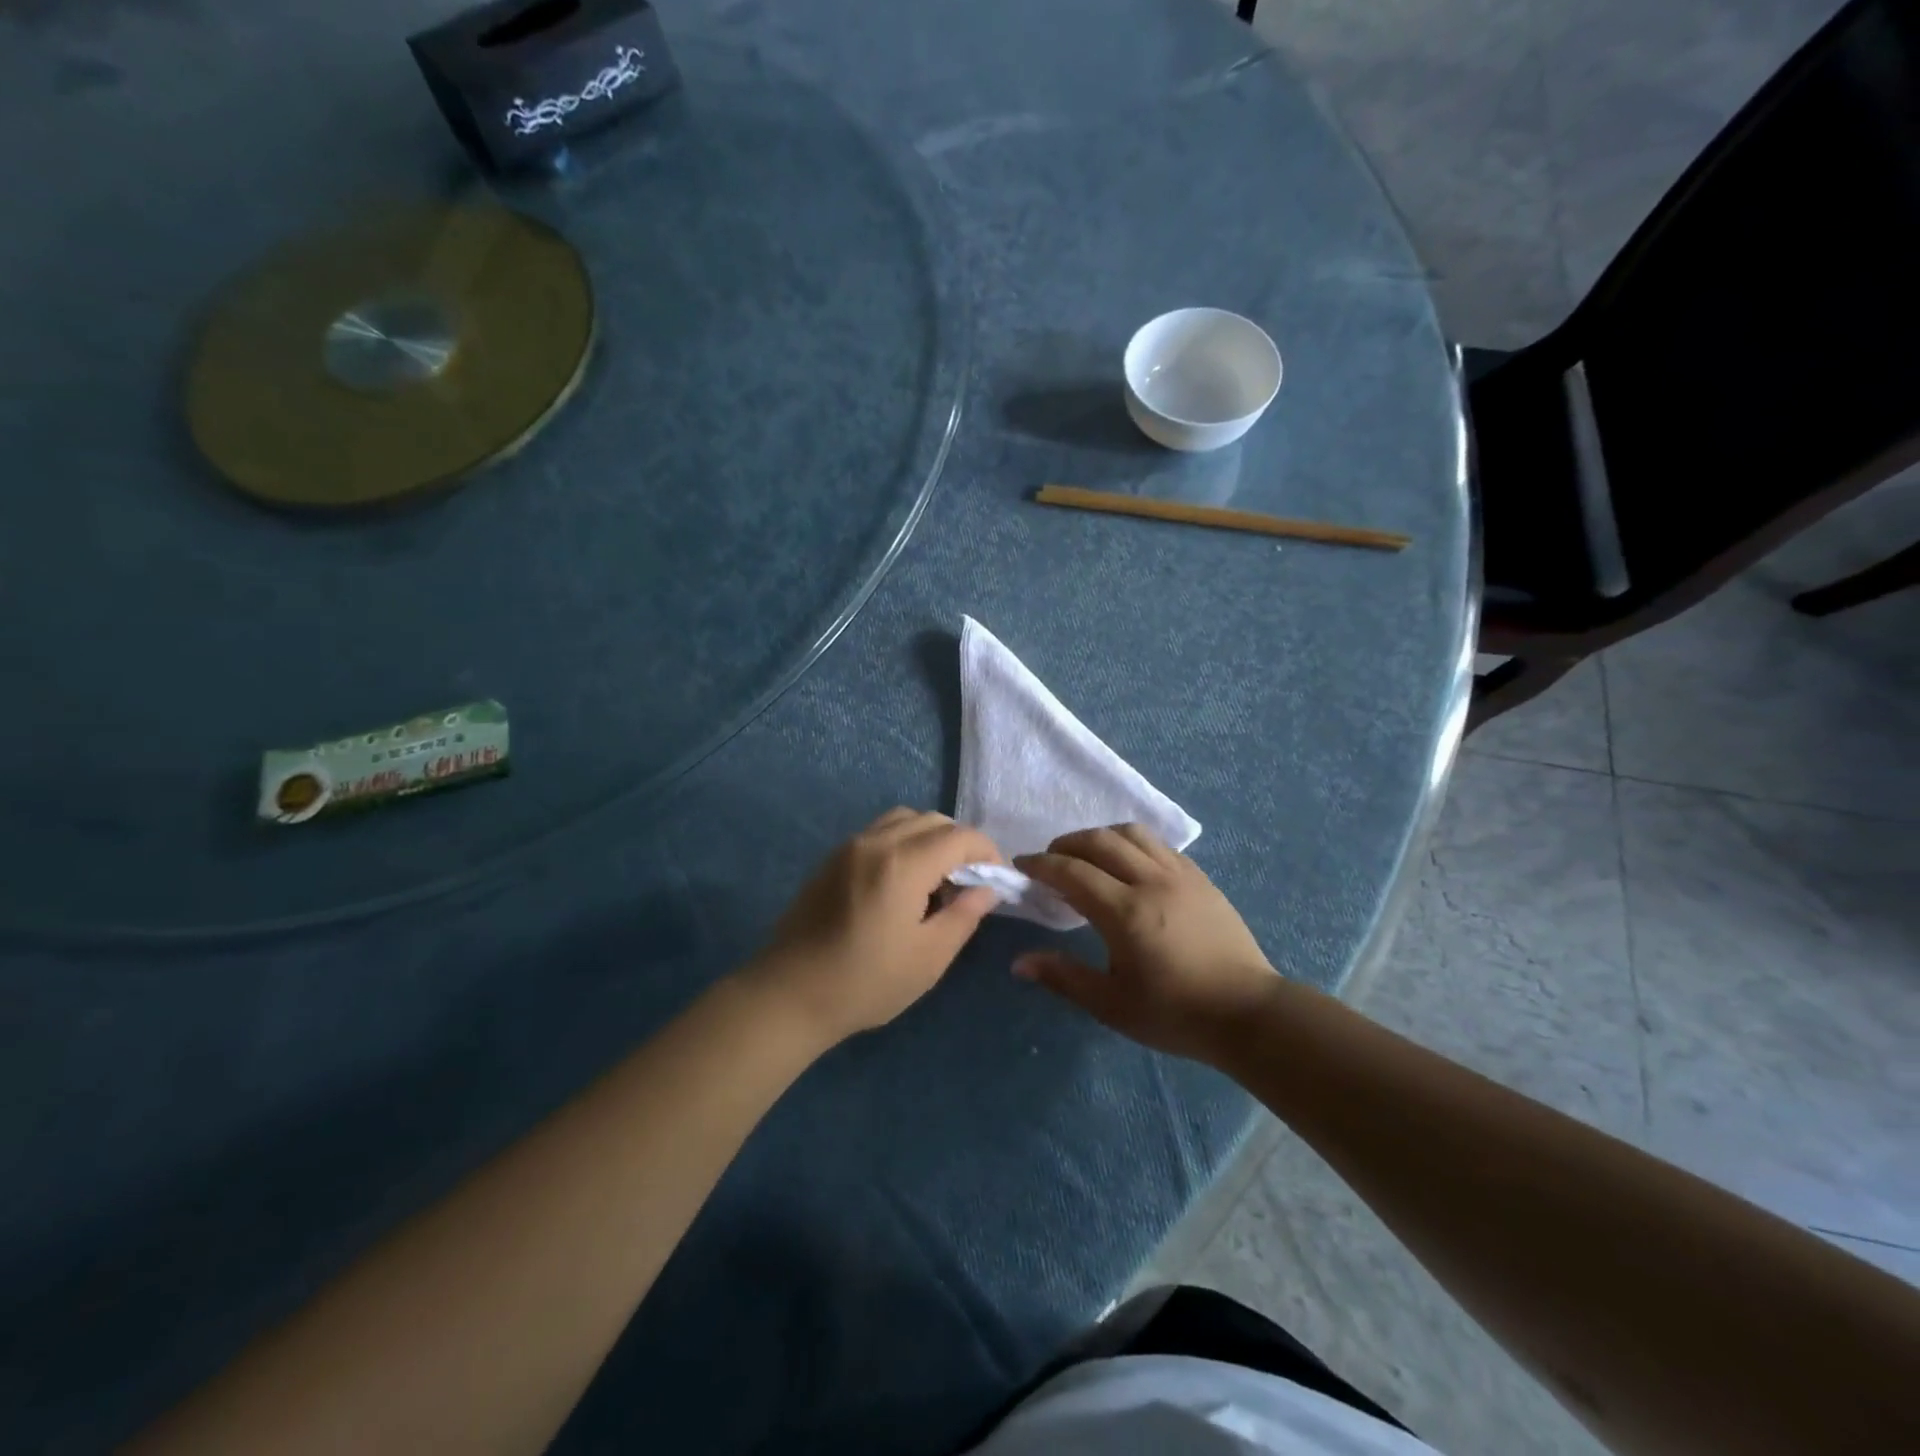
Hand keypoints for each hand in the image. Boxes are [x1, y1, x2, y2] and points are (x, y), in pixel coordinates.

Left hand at [743, 808, 1002, 1046]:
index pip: (960, 837)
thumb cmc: (865, 982)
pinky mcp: (833, 858)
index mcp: (903, 864)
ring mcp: (850, 846)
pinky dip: (903, 842)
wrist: (789, 994)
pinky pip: (880, 832)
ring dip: (930, 838)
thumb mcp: (928, 957)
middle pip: (933, 820)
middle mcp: (876, 842)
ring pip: (904, 819)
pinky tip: (902, 882)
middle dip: (961, 844)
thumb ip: (964, 915)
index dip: (987, 853)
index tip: (997, 880)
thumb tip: (987, 889)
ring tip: (936, 879)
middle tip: (969, 882)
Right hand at [1012, 824, 1278, 1063]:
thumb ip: (1063, 977)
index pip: (1072, 871)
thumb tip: (1019, 962)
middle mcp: (1151, 881)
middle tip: (1050, 859)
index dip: (1041, 864)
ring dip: (1101, 836)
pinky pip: (1159, 845)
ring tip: (1087, 856)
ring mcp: (1180, 875)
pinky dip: (1132, 844)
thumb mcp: (1111, 1004)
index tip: (1021, 865)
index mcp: (1125, 912)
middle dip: (1067, 843)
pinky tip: (1128, 864)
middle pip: (1100, 841)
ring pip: (1132, 834)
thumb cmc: (1175, 1013)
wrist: (1248, 1014)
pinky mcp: (1200, 878)